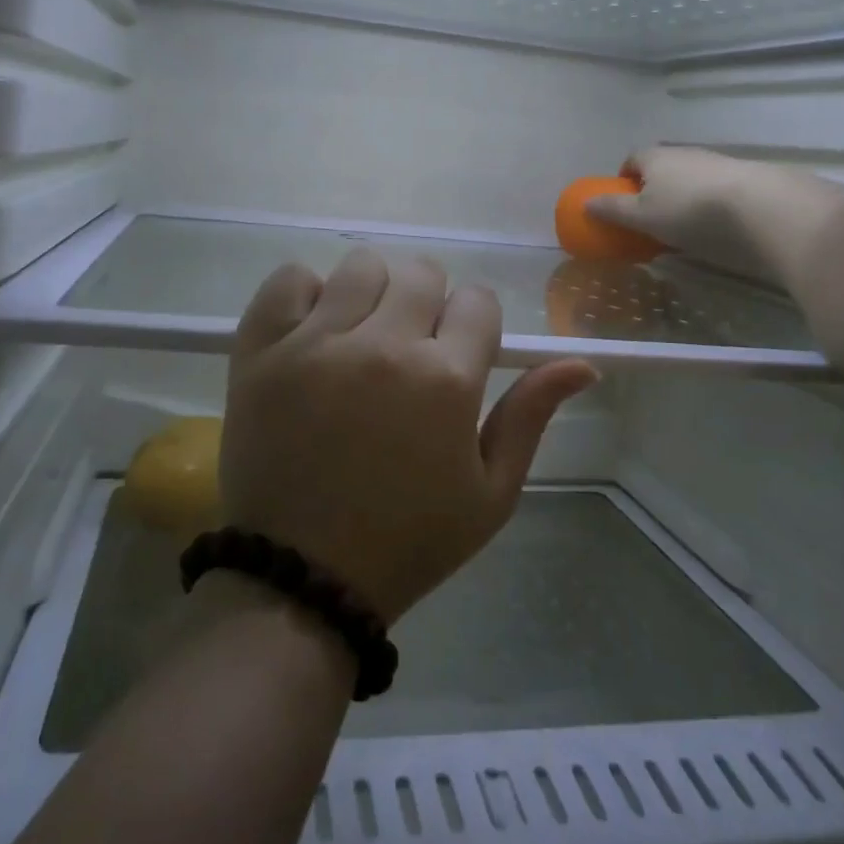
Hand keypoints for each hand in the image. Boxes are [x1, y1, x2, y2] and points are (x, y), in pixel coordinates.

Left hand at [219, 249, 597, 622]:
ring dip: (371, 293)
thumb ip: (531, 416)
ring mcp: (315, 342)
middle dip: (427, 303)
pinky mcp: (261, 349)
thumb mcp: (490, 494)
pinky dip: (305, 294)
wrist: (302, 578)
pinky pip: (288, 278)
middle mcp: (383, 346)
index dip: (473, 325)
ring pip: (360, 266)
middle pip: (421, 273)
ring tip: (360, 338)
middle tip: (409, 348)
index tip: (456, 355)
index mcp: (445, 380)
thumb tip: (583, 365)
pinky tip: (313, 332)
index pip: (478, 300)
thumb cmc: (407, 541)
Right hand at [585, 146, 779, 283]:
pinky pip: (717, 189)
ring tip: (685, 227)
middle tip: (652, 218)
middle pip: (662, 168)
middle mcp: (684, 153)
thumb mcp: (642, 217)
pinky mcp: (745, 178)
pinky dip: (711, 204)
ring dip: (684, 197)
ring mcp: (717, 162)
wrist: (760, 208)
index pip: (632, 158)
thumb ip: (613, 210)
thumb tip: (586, 203)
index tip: (624, 201)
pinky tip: (716, 227)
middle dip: (654, 189)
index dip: (624, 178)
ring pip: (691, 178)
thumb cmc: (688, 210)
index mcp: (654, 157)